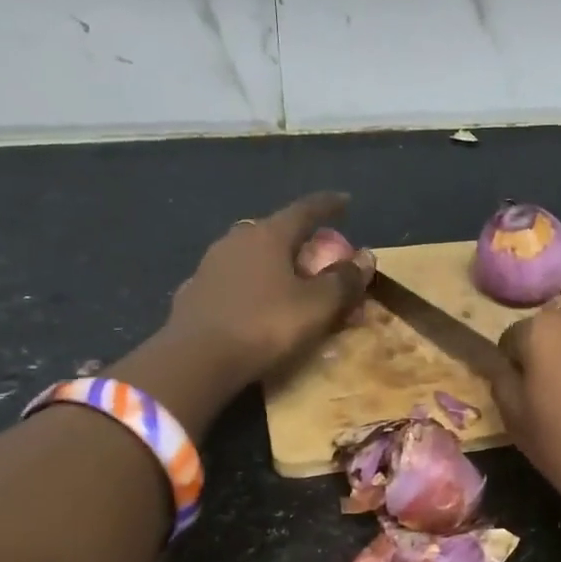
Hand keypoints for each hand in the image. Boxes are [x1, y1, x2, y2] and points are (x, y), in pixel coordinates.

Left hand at [111, 193, 372, 433]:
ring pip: (252, 256)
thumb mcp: (317, 306)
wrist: (196, 360)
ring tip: (289, 281)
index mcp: (268, 235)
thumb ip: (344, 281)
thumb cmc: (265, 325)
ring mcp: (210, 265)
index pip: (305, 210)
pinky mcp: (195, 292)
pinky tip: (257, 304)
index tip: (345, 201)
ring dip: (274, 264)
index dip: (329, 205)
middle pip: (276, 231)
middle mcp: (236, 240)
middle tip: (318, 254)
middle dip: (300, 240)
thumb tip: (365, 258)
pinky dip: (252, 286)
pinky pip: (235, 282)